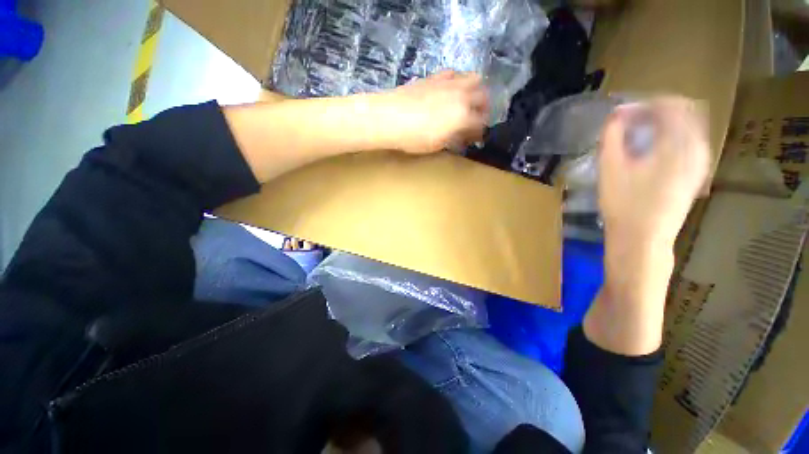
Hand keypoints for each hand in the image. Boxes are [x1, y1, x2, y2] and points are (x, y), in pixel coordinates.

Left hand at [375, 71, 488, 153]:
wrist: (389, 117)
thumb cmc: (413, 138)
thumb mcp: (437, 145)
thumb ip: (454, 138)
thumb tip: (463, 136)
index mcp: (463, 116)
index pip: (481, 122)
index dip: (480, 132)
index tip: (475, 138)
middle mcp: (462, 95)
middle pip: (483, 97)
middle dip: (484, 109)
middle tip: (476, 119)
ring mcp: (450, 82)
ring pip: (474, 79)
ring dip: (476, 90)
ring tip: (467, 101)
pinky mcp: (436, 76)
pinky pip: (455, 73)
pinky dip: (458, 81)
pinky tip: (450, 90)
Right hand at [599, 97, 709, 250]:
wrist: (642, 238)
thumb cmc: (623, 204)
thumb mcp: (610, 169)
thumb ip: (611, 137)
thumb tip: (615, 114)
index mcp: (677, 144)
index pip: (670, 105)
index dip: (645, 104)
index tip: (623, 113)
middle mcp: (697, 148)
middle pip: (685, 112)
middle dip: (658, 110)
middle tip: (632, 120)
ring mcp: (701, 162)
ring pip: (691, 126)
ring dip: (667, 123)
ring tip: (641, 132)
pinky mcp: (698, 174)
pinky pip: (692, 141)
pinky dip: (674, 136)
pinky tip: (655, 148)